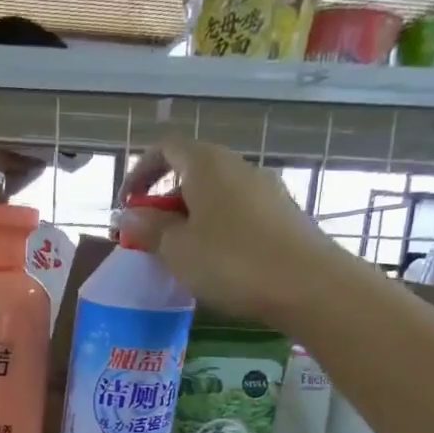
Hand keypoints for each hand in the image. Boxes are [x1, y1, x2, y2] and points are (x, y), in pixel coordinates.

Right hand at [117, 133, 359, 317]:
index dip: (140, 172)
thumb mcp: (177, 249)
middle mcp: (237, 166)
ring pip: (215, 194)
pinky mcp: (281, 214)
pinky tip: (214, 262)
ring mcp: (264, 189)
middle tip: (149, 236)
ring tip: (179, 254)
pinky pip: (236, 212)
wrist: (307, 284)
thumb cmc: (231, 261)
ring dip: (190, 217)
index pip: (166, 148)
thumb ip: (149, 228)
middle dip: (165, 200)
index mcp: (207, 164)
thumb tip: (127, 214)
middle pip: (192, 171)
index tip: (126, 205)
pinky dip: (215, 228)